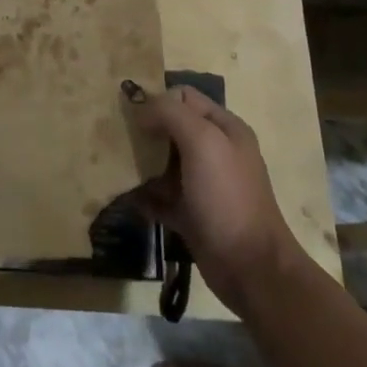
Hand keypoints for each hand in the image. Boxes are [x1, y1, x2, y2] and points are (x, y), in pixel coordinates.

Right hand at [124, 82, 305, 312]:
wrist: (251, 269)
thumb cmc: (227, 196)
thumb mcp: (202, 141)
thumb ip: (170, 114)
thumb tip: (140, 107)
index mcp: (224, 128)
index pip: (184, 97)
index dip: (158, 101)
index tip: (132, 117)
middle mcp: (215, 151)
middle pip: (171, 129)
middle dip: (144, 132)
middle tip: (117, 140)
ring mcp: (203, 185)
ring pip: (163, 163)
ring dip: (141, 164)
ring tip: (115, 167)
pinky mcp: (192, 215)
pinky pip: (161, 197)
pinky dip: (144, 196)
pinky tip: (125, 197)